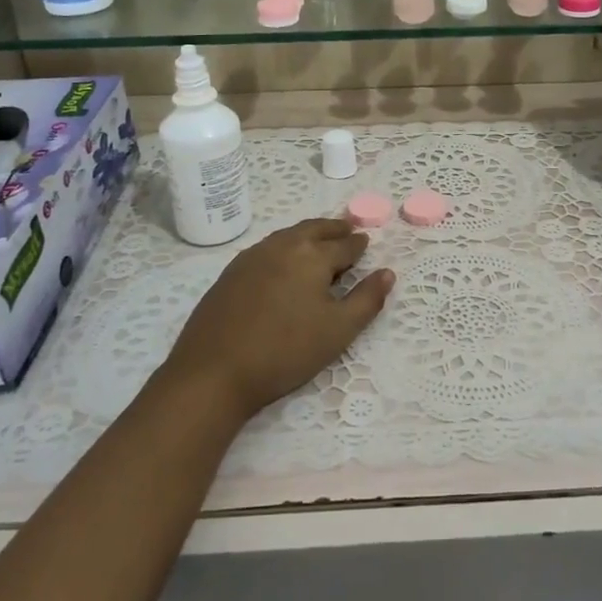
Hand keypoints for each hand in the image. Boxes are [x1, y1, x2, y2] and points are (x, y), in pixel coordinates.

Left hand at [162, 218, 393, 422]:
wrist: (214, 371)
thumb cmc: (285, 351)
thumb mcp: (338, 330)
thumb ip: (367, 299)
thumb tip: (387, 272)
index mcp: (312, 256)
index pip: (344, 245)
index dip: (358, 245)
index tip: (366, 242)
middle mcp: (283, 246)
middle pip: (315, 230)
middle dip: (334, 229)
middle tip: (347, 229)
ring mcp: (253, 256)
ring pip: (288, 235)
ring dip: (308, 234)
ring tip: (319, 241)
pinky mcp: (231, 272)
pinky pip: (267, 248)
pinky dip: (285, 246)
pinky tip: (283, 261)